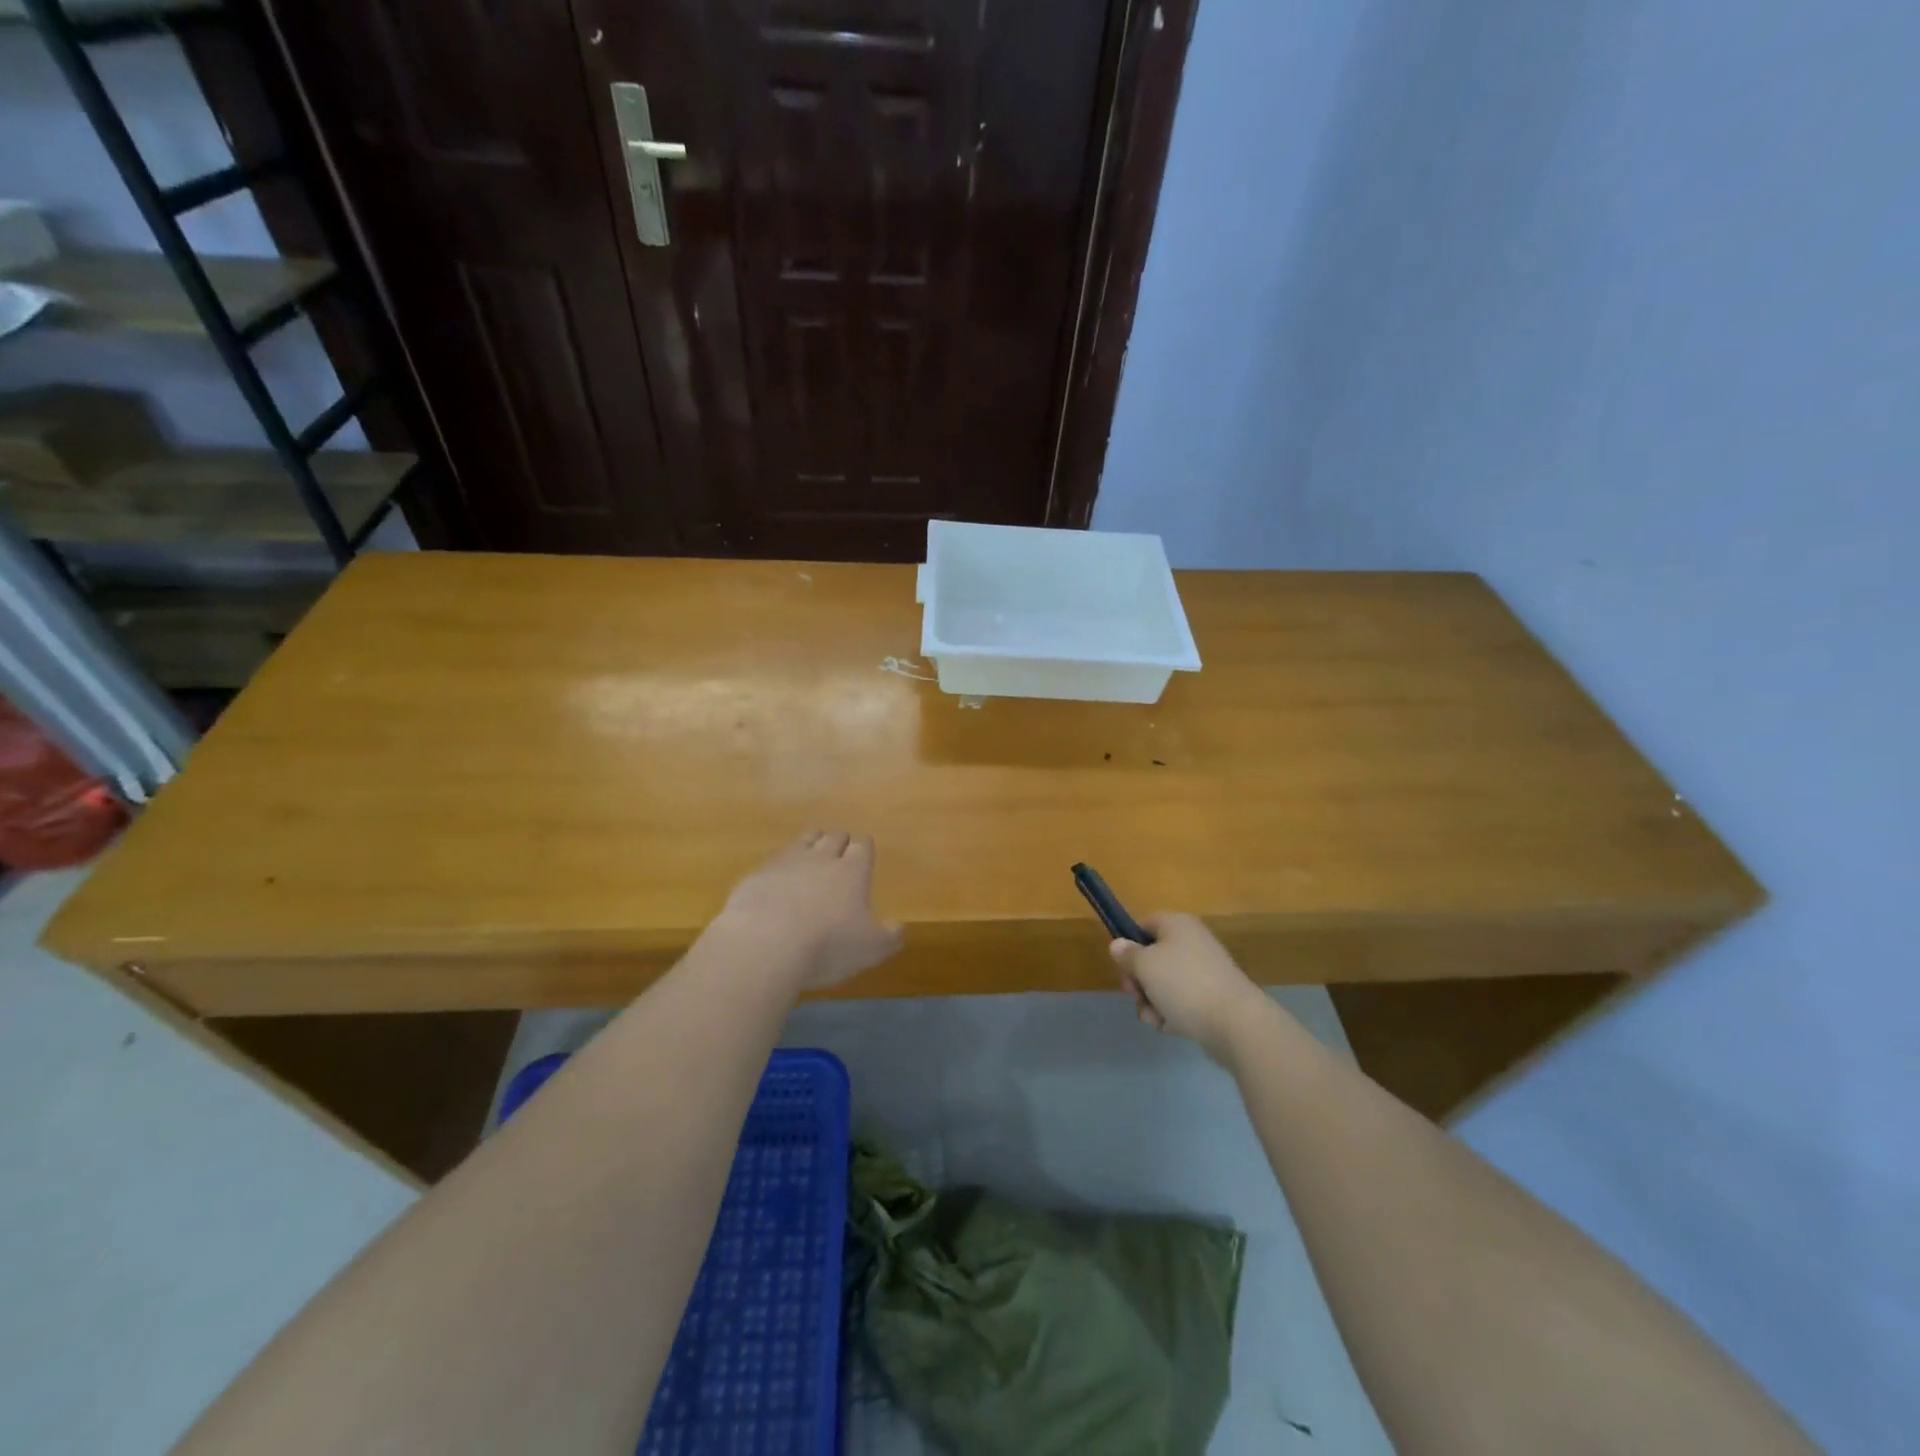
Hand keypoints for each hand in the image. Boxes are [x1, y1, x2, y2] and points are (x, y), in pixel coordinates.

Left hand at [709, 829, 903, 990]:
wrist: (765, 943)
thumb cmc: (827, 945)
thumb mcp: (870, 949)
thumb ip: (889, 937)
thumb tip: (898, 928)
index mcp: (852, 871)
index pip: (862, 847)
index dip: (864, 847)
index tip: (865, 849)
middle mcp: (821, 859)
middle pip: (833, 837)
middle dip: (839, 840)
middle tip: (841, 848)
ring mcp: (786, 863)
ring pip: (803, 841)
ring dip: (811, 843)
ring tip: (812, 849)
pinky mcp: (758, 875)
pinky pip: (774, 862)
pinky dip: (780, 867)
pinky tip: (778, 880)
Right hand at [1109, 913, 1269, 1061]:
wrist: (1235, 1022)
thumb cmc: (1183, 983)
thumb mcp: (1145, 965)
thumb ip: (1127, 954)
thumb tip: (1118, 944)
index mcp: (1177, 925)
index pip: (1144, 925)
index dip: (1129, 944)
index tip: (1122, 966)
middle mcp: (1192, 943)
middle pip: (1152, 958)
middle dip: (1139, 981)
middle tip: (1135, 995)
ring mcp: (1204, 972)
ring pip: (1164, 984)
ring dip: (1152, 1002)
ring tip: (1155, 1017)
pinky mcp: (1212, 998)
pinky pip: (1182, 1002)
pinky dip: (1172, 1014)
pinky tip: (1170, 1027)